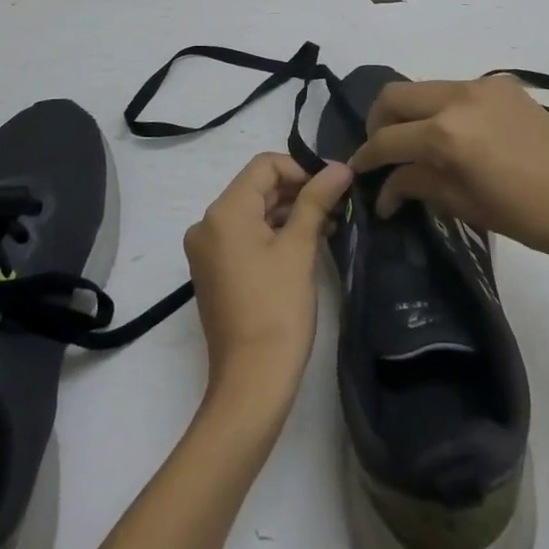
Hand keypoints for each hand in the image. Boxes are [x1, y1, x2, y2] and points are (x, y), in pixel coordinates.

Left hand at [183, 154, 352, 409]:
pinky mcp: (215, 271)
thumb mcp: (300, 248)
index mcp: (224, 212)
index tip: (333, 187)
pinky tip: (307, 244)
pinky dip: (275, 234)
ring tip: (329, 226)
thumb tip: (340, 166)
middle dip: (298, 191)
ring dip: (290, 213)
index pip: (265, 166)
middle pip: (258, 187)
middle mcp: (207, 224)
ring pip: (254, 212)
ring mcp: (208, 250)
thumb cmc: (277, 309)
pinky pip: (246, 236)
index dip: (301, 169)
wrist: (251, 382)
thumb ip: (317, 200)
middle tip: (338, 206)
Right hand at [347, 75, 548, 262]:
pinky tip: (453, 134)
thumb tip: (383, 190)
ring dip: (410, 112)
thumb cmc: (523, 215)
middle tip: (382, 150)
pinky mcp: (502, 84)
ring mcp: (482, 85)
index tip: (357, 171)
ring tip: (416, 143)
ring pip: (424, 88)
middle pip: (395, 95)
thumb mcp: (461, 203)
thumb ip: (416, 184)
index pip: (388, 139)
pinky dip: (441, 107)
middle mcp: (458, 96)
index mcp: (446, 132)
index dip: (366, 156)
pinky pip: (456, 89)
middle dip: (378, 122)